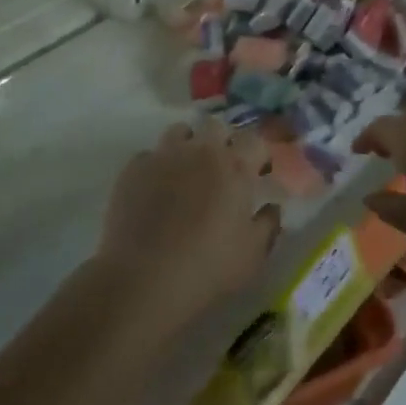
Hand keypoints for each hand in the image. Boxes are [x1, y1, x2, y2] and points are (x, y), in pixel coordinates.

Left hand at [97, 120, 282, 332]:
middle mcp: (200, 151)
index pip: (255, 140)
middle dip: (223, 142)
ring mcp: (164, 156)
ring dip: (189, 145)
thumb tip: (272, 207)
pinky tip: (156, 189)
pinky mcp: (133, 169)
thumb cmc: (208, 266)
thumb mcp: (253, 254)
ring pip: (180, 132)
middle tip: (223, 170)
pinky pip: (149, 155)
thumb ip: (268, 224)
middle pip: (216, 127)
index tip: (259, 172)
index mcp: (235, 167)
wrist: (144, 277)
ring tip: (187, 172)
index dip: (259, 154)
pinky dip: (157, 166)